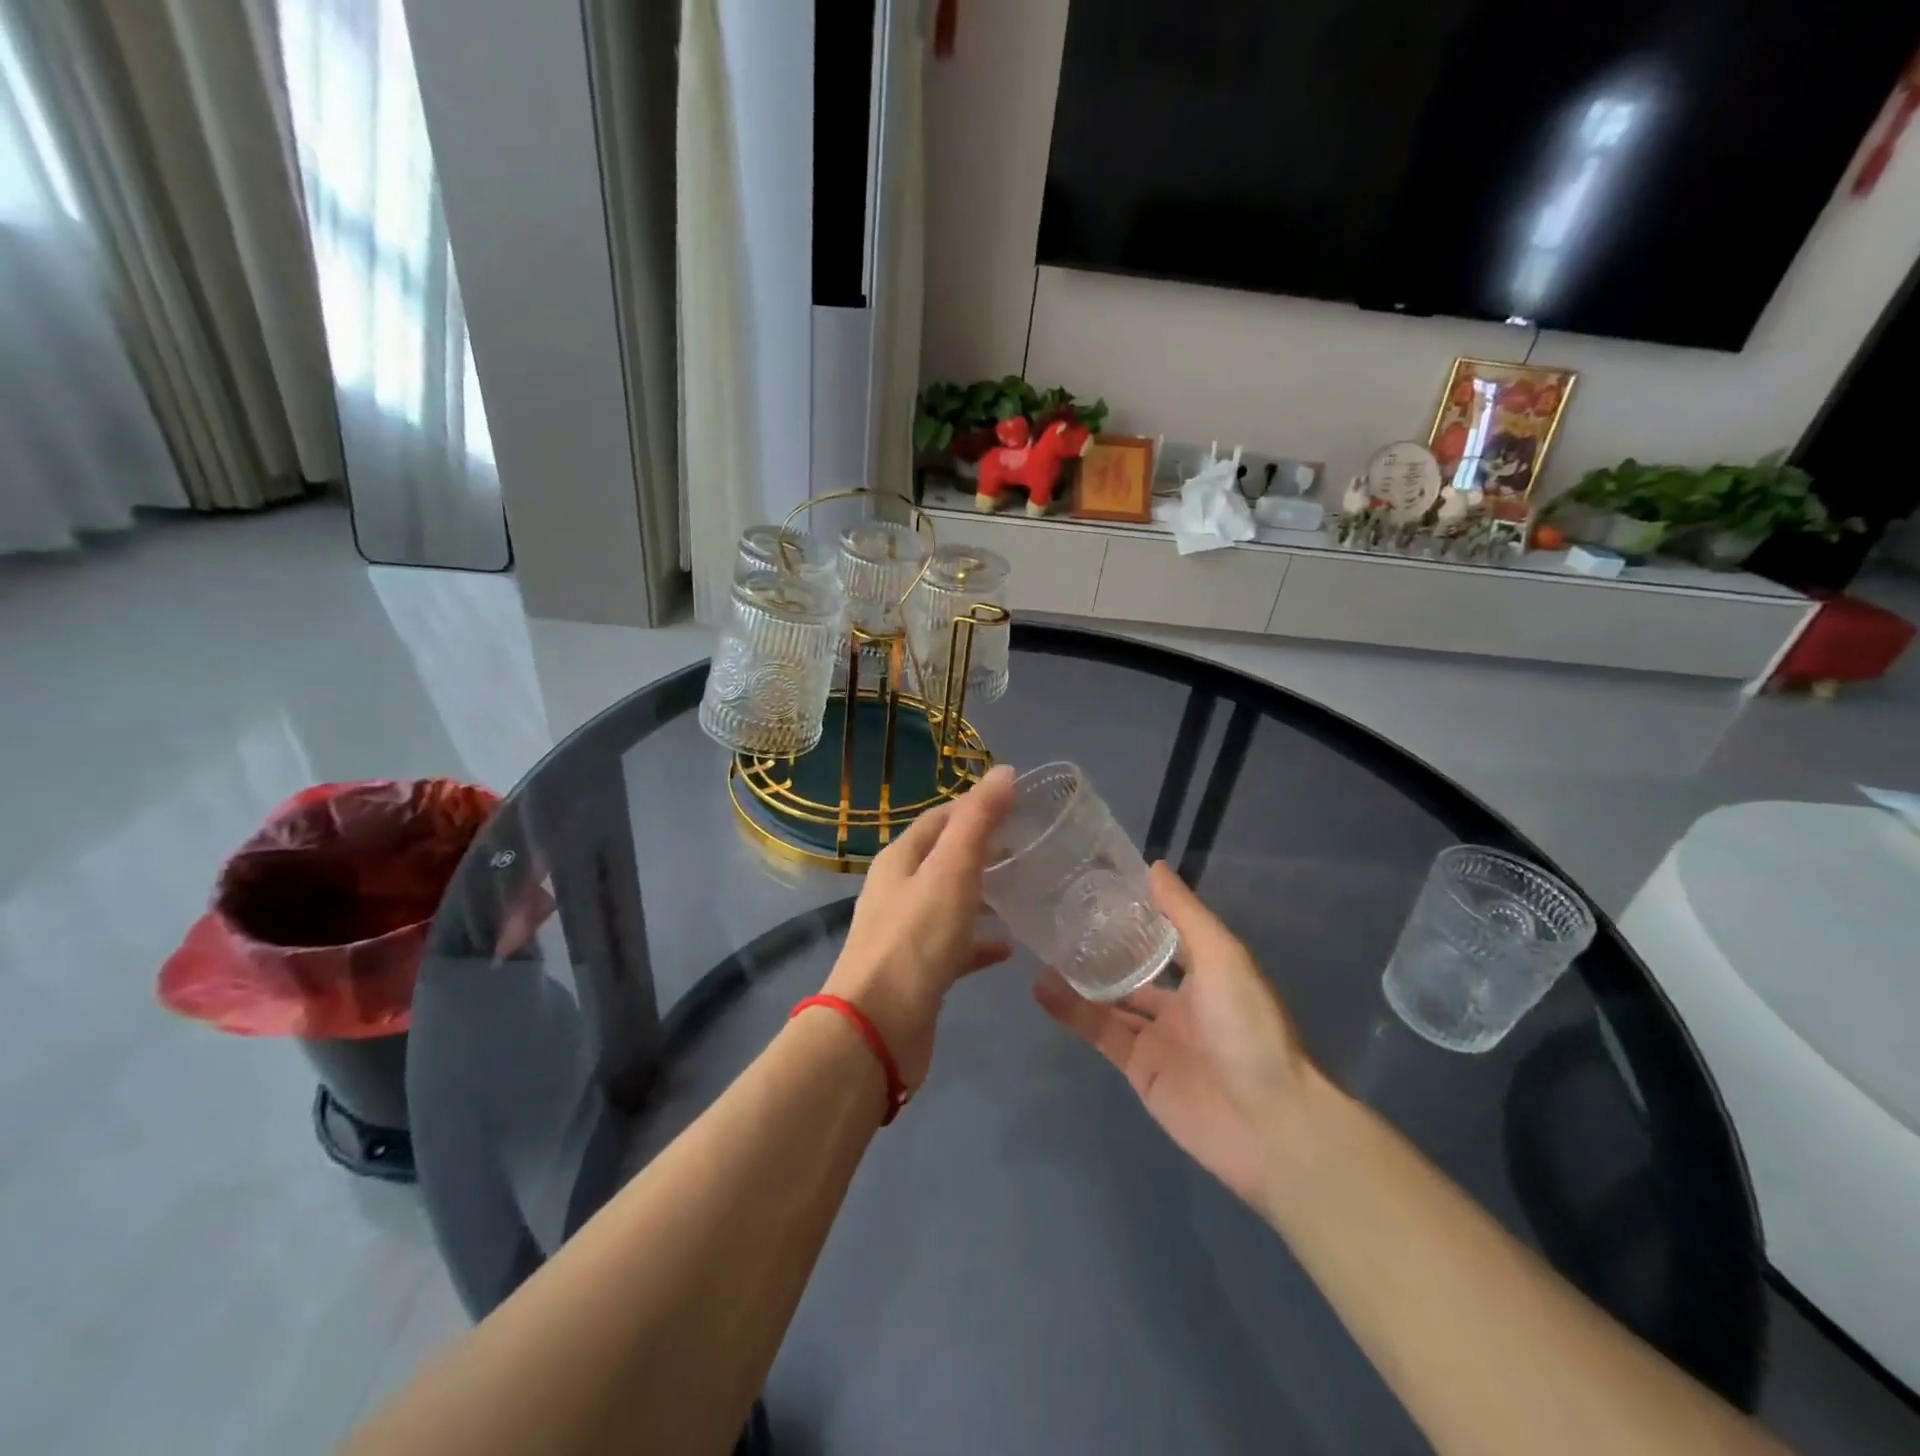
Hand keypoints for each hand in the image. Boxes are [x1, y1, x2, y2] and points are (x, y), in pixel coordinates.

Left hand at [820, 764, 1016, 1090]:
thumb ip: (978, 821)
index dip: (976, 806)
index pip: (940, 818)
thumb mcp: (951, 871)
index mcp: (901, 859)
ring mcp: (907, 932)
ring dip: (984, 893)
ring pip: (952, 901)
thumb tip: (1004, 772)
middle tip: (1030, 848)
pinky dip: (981, 941)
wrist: (877, 1029)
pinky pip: (956, 945)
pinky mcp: (920, 971)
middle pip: (945, 858)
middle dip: (984, 849)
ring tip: (1027, 891)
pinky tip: (1010, 948)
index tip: (1019, 805)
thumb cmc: (916, 940)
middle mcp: (899, 890)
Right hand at [1035, 862, 1317, 1211]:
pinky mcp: (1138, 1069)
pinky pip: (1100, 1033)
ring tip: (1038, 950)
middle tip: (1054, 918)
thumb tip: (1153, 866)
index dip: (1133, 914)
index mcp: (1206, 971)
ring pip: (1109, 1000)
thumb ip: (1184, 913)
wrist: (1268, 1124)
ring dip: (1077, 979)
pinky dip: (1072, 1013)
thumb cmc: (1248, 1027)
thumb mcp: (1221, 956)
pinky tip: (1043, 990)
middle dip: (1099, 947)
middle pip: (1132, 968)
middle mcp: (1181, 1001)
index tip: (1093, 886)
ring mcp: (1158, 1037)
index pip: (1163, 934)